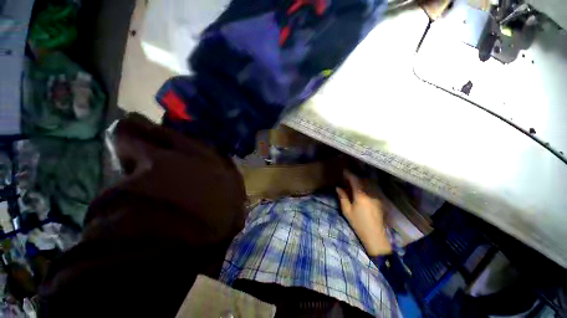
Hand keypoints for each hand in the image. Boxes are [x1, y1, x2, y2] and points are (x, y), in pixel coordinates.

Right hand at [336, 171, 391, 256]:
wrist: (375, 236)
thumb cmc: (358, 223)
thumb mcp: (347, 211)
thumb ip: (343, 197)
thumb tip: (338, 187)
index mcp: (361, 195)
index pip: (355, 180)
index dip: (349, 174)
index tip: (344, 171)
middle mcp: (370, 194)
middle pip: (363, 181)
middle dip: (355, 177)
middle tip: (348, 177)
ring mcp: (377, 197)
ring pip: (368, 184)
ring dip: (361, 181)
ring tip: (354, 182)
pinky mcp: (380, 201)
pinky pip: (372, 190)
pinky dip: (366, 187)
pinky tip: (362, 191)